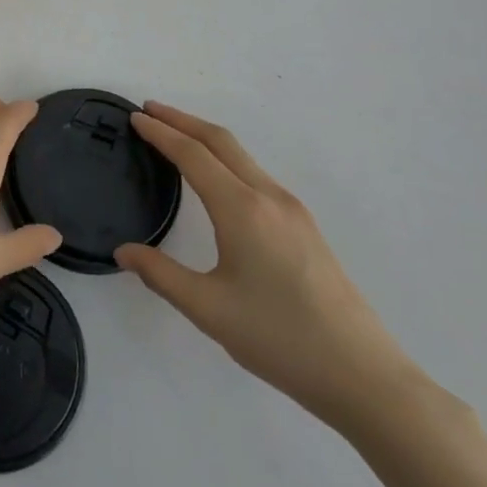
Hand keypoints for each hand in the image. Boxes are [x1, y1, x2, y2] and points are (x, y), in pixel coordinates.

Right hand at [115, 102, 425, 432]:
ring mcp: (292, 210)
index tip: (134, 117)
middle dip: (183, 120)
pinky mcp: (304, 227)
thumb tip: (123, 251)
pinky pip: (255, 175)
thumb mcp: (208, 309)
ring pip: (242, 157)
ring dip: (205, 138)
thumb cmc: (280, 339)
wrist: (363, 376)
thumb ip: (160, 274)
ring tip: (175, 137)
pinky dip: (225, 159)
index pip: (192, 155)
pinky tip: (215, 179)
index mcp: (242, 209)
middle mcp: (268, 197)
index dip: (160, 132)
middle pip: (221, 141)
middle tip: (149, 111)